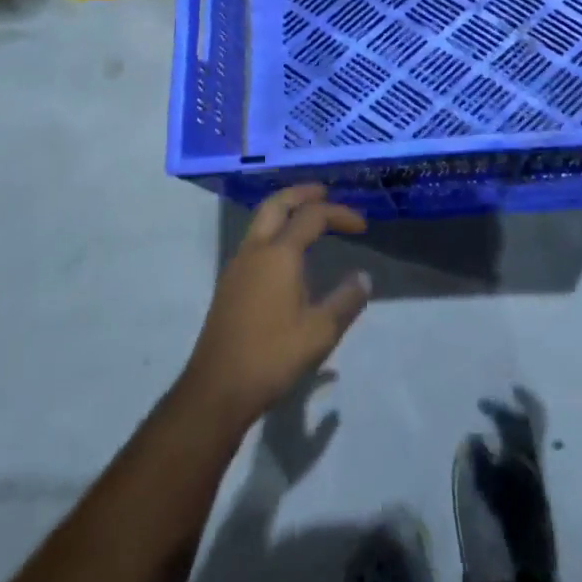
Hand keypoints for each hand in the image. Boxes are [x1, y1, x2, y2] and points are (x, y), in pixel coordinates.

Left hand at [180, 186, 371, 427]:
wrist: (217, 389)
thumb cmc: (272, 356)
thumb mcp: (320, 332)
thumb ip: (345, 300)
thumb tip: (364, 278)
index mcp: (279, 254)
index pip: (313, 216)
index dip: (340, 214)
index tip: (362, 226)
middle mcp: (255, 250)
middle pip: (277, 204)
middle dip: (302, 193)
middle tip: (325, 193)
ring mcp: (237, 265)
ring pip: (261, 220)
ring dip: (285, 210)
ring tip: (307, 216)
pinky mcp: (229, 283)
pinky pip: (254, 240)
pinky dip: (274, 229)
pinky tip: (286, 253)